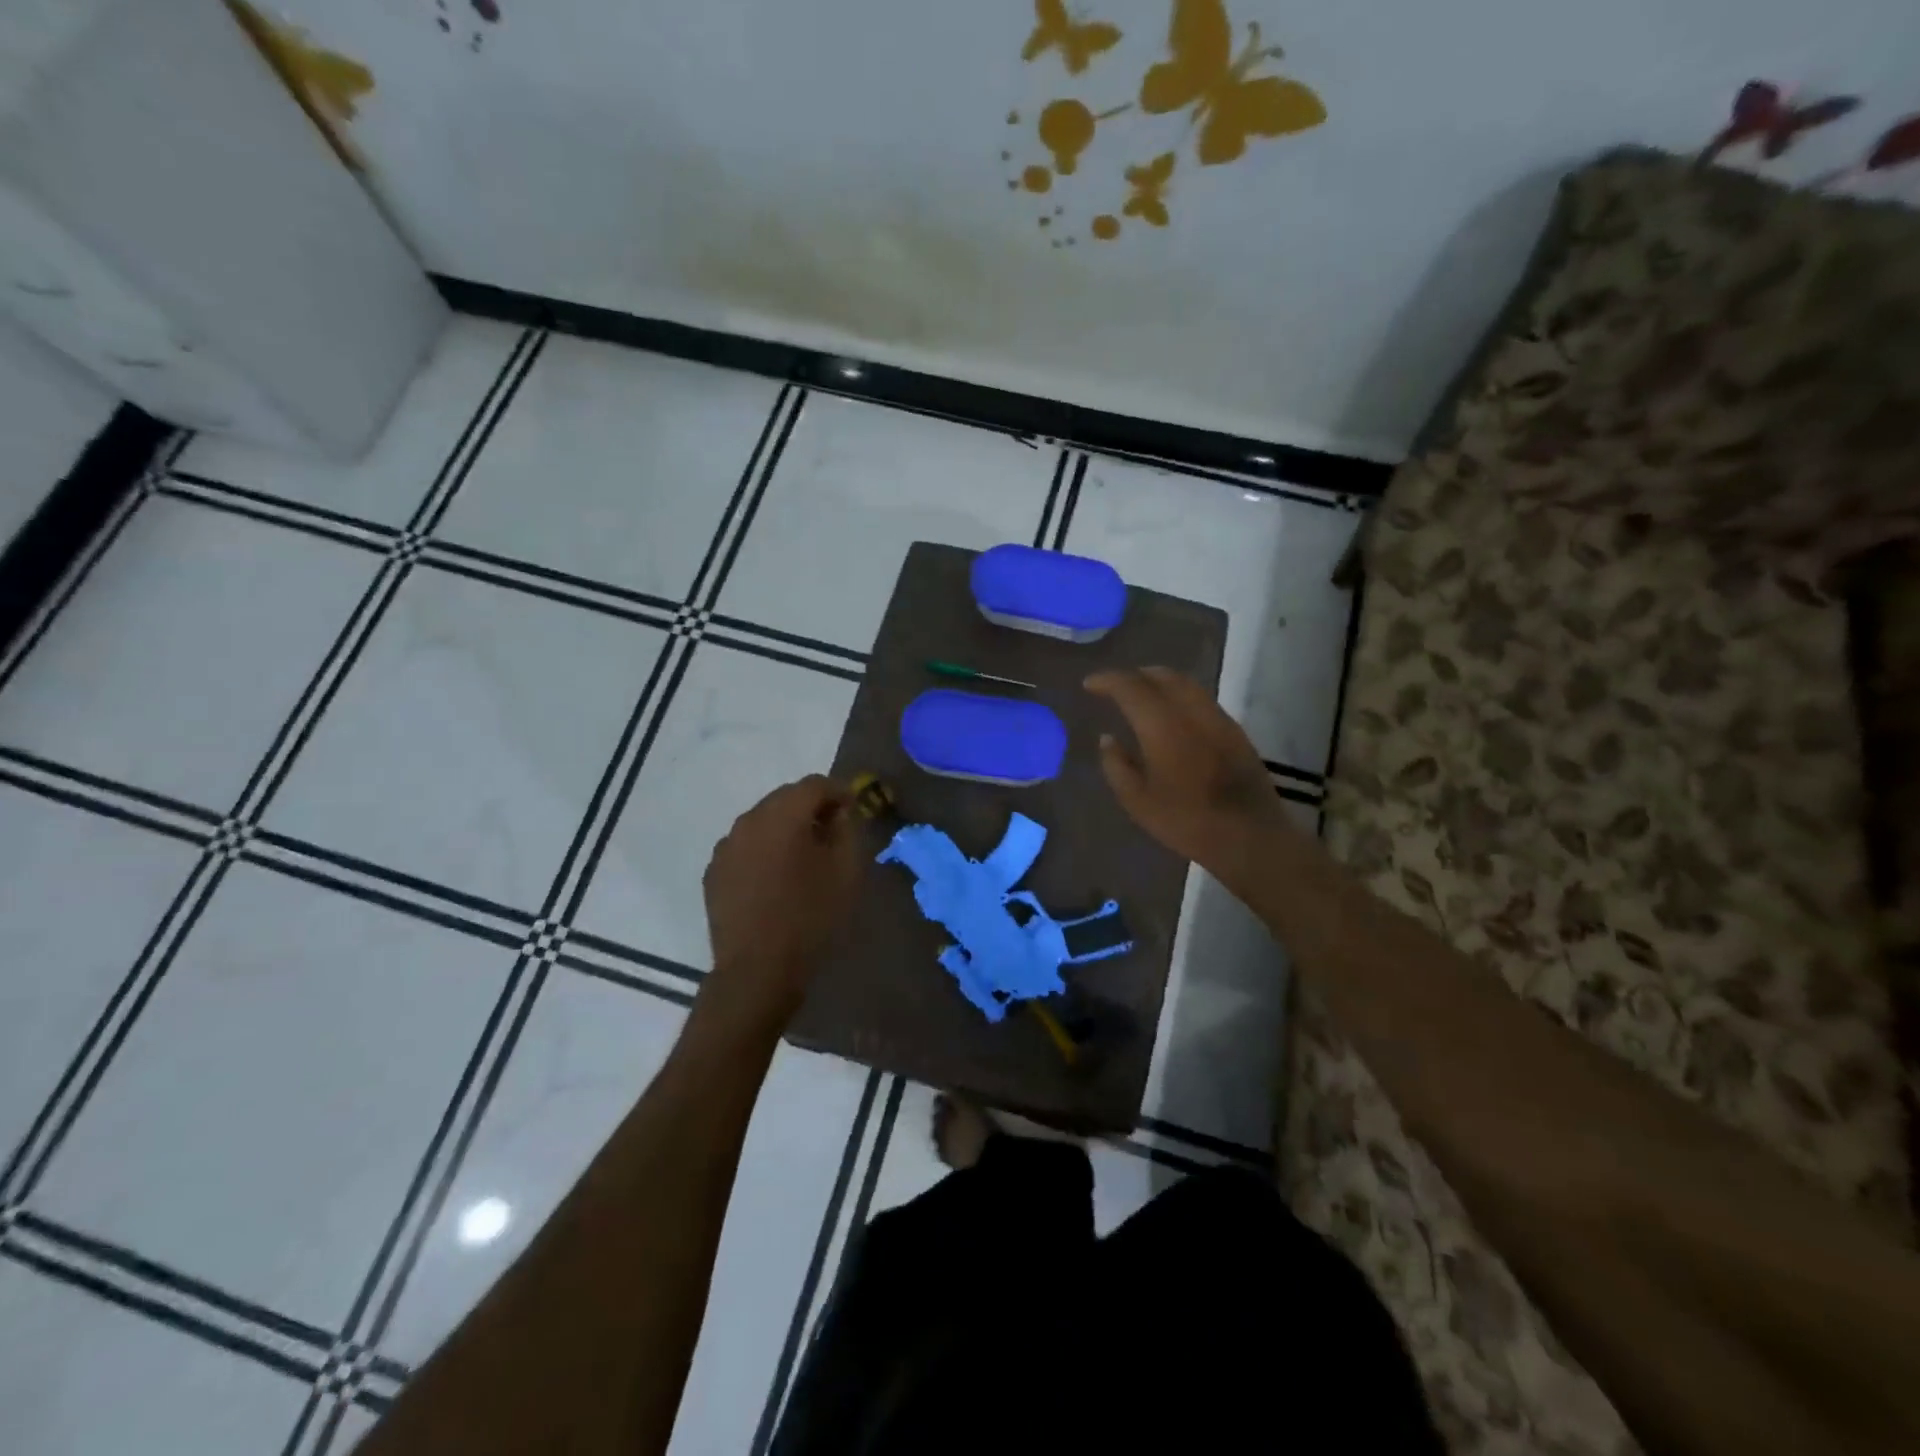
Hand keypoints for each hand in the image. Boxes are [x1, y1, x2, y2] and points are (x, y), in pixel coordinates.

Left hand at [702, 775, 862, 1020]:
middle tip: (832, 831)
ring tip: (804, 856)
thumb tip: (839, 813)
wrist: (758, 970)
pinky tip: (776, 878)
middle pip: (785, 798)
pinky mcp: (714, 872)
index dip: (839, 792)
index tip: (854, 810)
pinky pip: (745, 847)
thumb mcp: (846, 871)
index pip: (815, 784)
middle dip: (811, 808)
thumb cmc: (811, 917)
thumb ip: (847, 830)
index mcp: (782, 815)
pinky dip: (764, 850)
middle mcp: (749, 820)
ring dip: (786, 829)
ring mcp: (726, 846)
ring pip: (763, 822)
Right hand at [1084, 666, 1285, 878]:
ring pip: (1185, 684)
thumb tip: (1107, 738)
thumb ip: (1117, 765)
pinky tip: (1171, 714)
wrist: (1250, 836)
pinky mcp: (1235, 730)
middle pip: (1162, 676)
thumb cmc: (1187, 821)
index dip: (1107, 681)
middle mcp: (1191, 712)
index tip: (1089, 684)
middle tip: (1115, 687)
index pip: (1130, 687)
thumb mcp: (1138, 801)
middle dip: (1134, 676)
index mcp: (1163, 726)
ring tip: (1141, 695)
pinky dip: (1179, 695)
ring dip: (1159, 681)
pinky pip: (1200, 699)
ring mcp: (1218, 718)